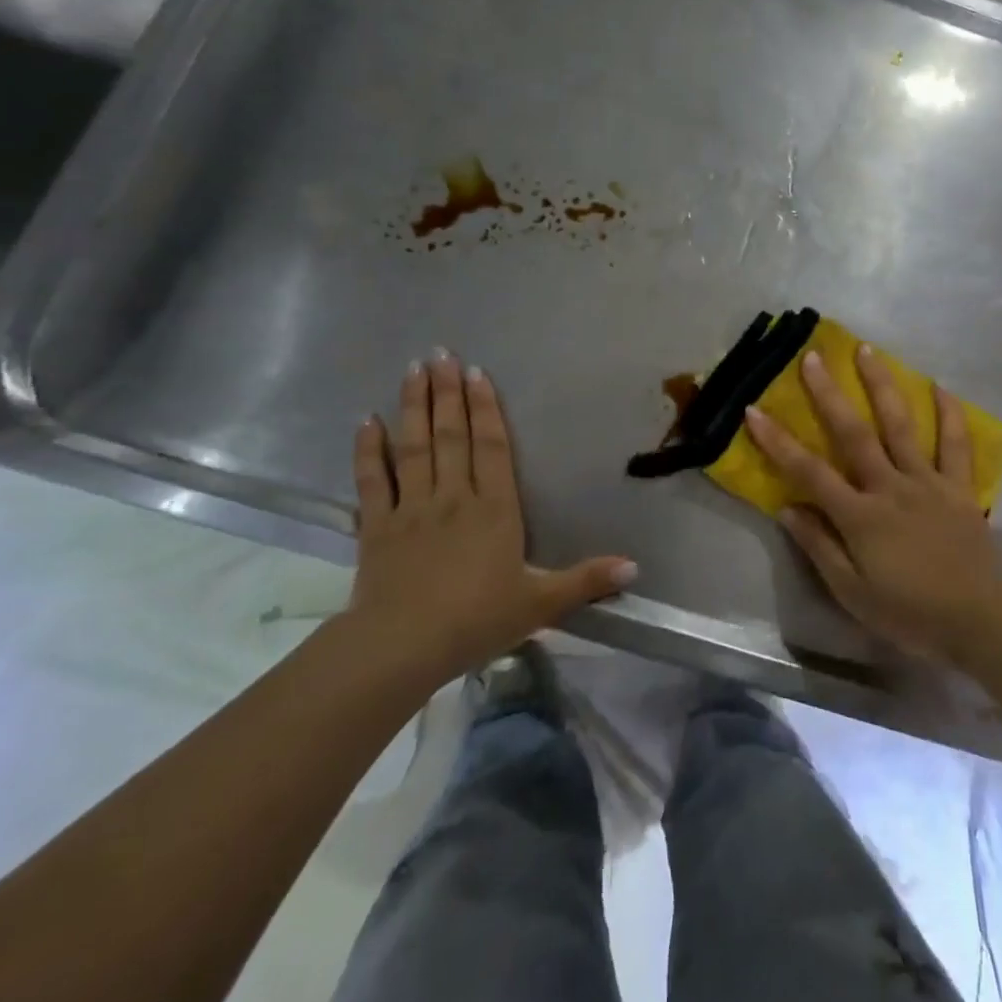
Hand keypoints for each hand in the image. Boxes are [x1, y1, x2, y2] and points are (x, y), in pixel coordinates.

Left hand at [347, 352, 637, 687]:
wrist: (403, 647)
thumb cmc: (477, 621)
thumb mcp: (541, 604)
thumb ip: (586, 581)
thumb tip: (635, 567)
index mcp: (494, 509)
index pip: (492, 447)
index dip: (486, 408)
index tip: (477, 373)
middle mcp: (454, 497)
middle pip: (451, 435)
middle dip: (447, 393)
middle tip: (440, 354)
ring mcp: (412, 508)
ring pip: (414, 447)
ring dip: (414, 407)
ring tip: (413, 370)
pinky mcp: (377, 527)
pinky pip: (373, 481)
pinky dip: (368, 450)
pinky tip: (366, 421)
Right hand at [743, 346, 1001, 663]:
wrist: (983, 623)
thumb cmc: (911, 614)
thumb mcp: (853, 594)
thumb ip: (819, 547)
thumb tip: (786, 507)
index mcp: (860, 516)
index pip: (809, 471)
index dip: (778, 441)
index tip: (754, 410)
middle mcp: (891, 487)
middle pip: (853, 433)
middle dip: (828, 393)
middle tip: (813, 357)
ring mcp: (928, 482)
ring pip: (901, 425)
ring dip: (882, 385)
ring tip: (867, 350)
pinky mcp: (959, 487)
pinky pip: (955, 444)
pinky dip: (949, 413)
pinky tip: (940, 386)